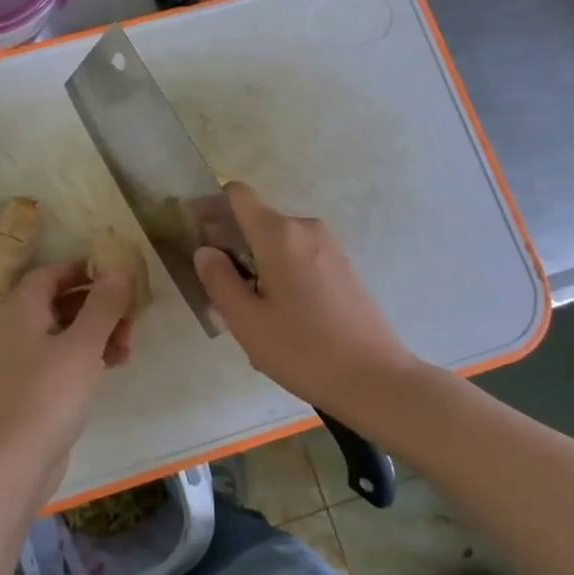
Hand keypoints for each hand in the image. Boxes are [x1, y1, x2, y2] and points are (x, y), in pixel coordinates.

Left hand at [0, 260, 134, 490]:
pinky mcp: (36, 386)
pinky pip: (66, 358)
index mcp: (23, 308)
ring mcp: (25, 359)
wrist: (15, 459)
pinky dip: (90, 355)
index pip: (53, 273)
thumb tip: (117, 269)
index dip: (85, 269)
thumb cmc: (49, 392)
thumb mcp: (83, 343)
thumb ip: (103, 304)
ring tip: (130, 346)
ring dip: (100, 332)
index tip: (118, 274)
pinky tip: (117, 365)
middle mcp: (19, 327)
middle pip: (63, 301)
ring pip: (68, 331)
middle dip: (100, 305)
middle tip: (132, 316)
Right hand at [194, 183, 419, 415]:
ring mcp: (329, 246)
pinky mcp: (342, 266)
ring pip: (277, 243)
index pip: (238, 195)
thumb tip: (205, 251)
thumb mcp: (246, 321)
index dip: (212, 208)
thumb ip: (219, 279)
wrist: (375, 379)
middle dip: (232, 246)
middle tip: (219, 292)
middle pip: (256, 221)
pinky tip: (281, 317)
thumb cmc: (303, 350)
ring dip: (256, 265)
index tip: (198, 238)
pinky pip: (298, 257)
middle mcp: (306, 229)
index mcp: (280, 234)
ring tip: (251, 313)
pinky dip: (281, 274)